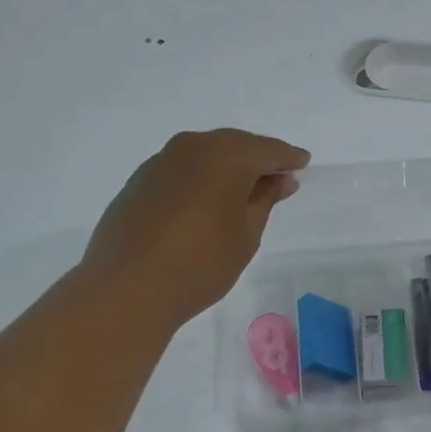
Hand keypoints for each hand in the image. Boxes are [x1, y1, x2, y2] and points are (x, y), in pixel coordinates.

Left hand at [83, 129, 310, 327]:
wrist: (127, 287)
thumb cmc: (200, 264)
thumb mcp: (246, 236)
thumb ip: (265, 201)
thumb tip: (279, 180)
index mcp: (226, 155)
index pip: (267, 149)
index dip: (288, 158)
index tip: (303, 164)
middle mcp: (192, 147)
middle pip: (234, 145)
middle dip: (257, 159)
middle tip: (276, 178)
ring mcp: (160, 161)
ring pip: (205, 154)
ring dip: (226, 167)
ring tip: (243, 191)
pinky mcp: (139, 181)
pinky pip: (182, 169)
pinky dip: (200, 178)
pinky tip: (205, 200)